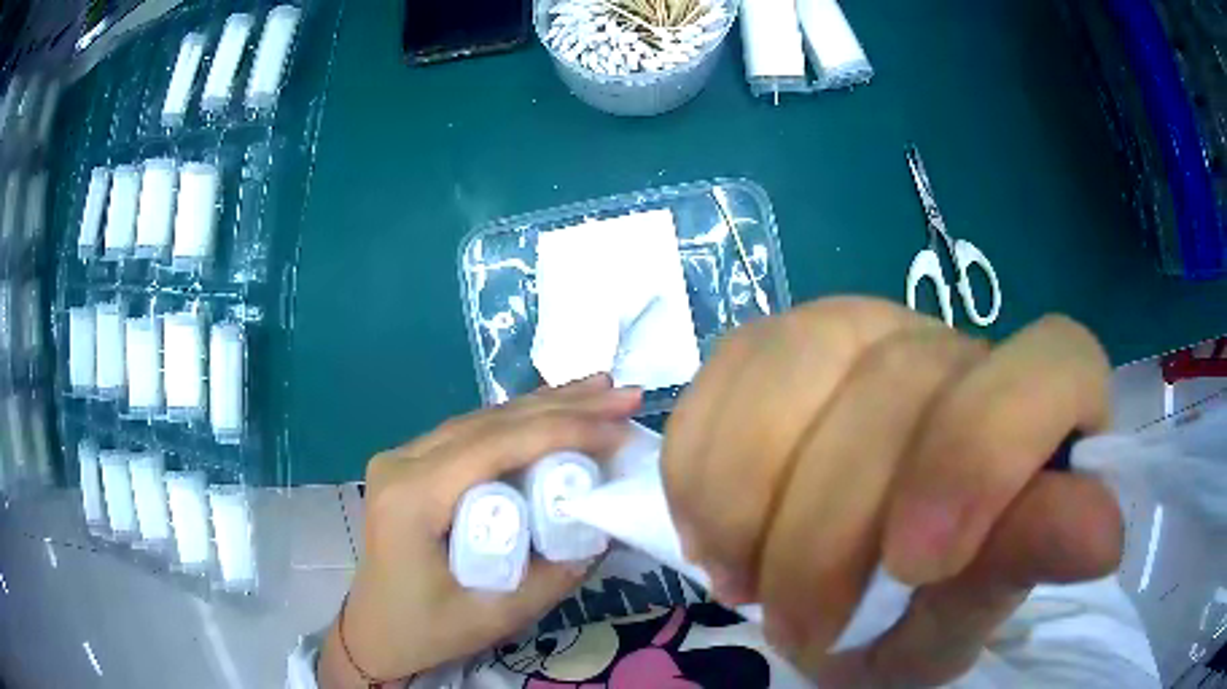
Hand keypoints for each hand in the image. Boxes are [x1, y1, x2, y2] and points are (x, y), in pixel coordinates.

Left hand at [318, 376, 640, 687]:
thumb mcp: (499, 614)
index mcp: (413, 497)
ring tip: (601, 388)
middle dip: (564, 405)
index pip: (496, 444)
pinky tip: (552, 410)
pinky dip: (518, 421)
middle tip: (624, 395)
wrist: (376, 632)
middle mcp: (402, 462)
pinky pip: (471, 432)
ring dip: (544, 404)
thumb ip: (557, 572)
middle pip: (491, 421)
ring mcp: (402, 457)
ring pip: (482, 418)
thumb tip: (606, 525)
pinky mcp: (411, 463)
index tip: (620, 429)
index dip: (563, 429)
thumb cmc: (429, 629)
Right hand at [663, 298, 1122, 686]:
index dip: (985, 453)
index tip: (917, 563)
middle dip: (828, 532)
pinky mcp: (778, 340)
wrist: (837, 590)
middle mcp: (954, 345)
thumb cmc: (918, 612)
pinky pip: (727, 369)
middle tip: (801, 627)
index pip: (1051, 364)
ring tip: (745, 580)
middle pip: (899, 382)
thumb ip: (1025, 564)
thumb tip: (1104, 534)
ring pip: (793, 358)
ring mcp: (861, 326)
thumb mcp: (966, 614)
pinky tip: (719, 531)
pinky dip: (705, 467)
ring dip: (750, 500)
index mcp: (1038, 404)